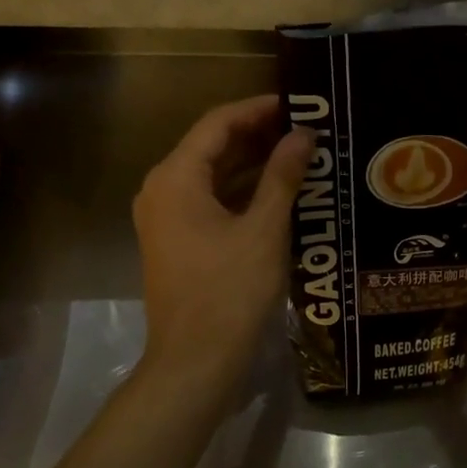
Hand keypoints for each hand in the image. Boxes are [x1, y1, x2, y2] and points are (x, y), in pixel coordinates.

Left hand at [133, 95, 312, 378]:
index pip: (217, 123)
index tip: (297, 105)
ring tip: (298, 154)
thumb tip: (304, 135)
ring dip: (251, 162)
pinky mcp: (176, 240)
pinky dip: (240, 190)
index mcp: (175, 178)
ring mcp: (165, 217)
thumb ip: (283, 175)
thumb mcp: (264, 229)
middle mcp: (162, 189)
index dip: (258, 109)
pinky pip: (209, 199)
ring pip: (211, 174)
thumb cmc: (229, 291)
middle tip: (304, 128)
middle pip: (211, 146)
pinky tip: (278, 191)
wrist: (194, 363)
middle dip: (257, 134)